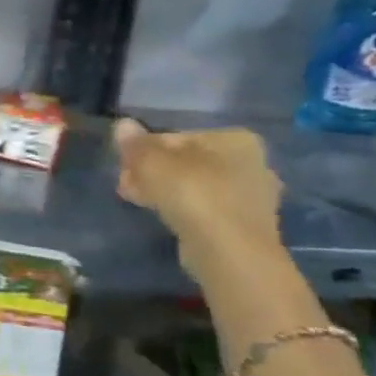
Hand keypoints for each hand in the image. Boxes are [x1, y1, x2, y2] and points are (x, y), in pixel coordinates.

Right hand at [112, 119, 282, 276]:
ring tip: (138, 201)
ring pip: (195, 186)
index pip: (176, 137)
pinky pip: (205, 209)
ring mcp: (253, 197)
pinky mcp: (245, 225)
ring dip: (164, 191)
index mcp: (235, 139)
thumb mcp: (152, 162)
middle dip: (152, 172)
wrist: (229, 251)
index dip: (143, 151)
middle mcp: (251, 163)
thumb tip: (122, 125)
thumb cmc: (192, 194)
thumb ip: (135, 144)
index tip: (123, 167)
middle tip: (126, 186)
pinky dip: (183, 210)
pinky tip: (164, 218)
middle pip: (186, 162)